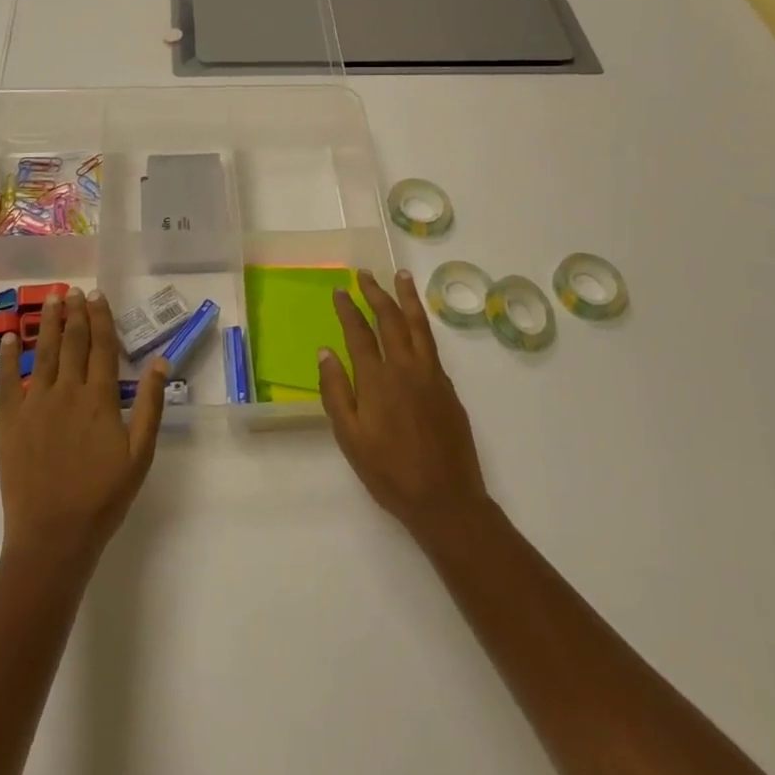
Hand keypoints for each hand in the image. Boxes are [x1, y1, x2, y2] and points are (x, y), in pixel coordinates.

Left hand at [0, 288, 167, 570]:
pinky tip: (10, 337)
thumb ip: (149, 404)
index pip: (101, 346)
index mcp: (99, 398)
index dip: (101, 318)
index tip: (99, 295)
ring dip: (47, 324)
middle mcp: (66, 391)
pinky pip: (7, 381)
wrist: (53, 535)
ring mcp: (34, 405)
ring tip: (51, 299)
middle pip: (72, 342)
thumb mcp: (140, 453)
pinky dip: (9, 357)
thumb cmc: (103, 496)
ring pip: (43, 353)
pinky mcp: (10, 422)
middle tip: (74, 290)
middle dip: (75, 313)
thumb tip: (160, 361)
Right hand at [318, 269, 491, 544]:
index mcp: (377, 380)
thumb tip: (325, 352)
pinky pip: (432, 346)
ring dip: (407, 298)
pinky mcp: (449, 388)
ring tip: (401, 276)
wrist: (446, 499)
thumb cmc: (389, 473)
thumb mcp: (350, 438)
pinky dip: (422, 326)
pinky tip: (417, 325)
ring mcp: (432, 375)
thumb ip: (336, 392)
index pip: (359, 333)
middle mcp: (406, 368)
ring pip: (418, 326)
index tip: (339, 291)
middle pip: (390, 320)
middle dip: (376, 293)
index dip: (348, 309)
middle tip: (365, 274)